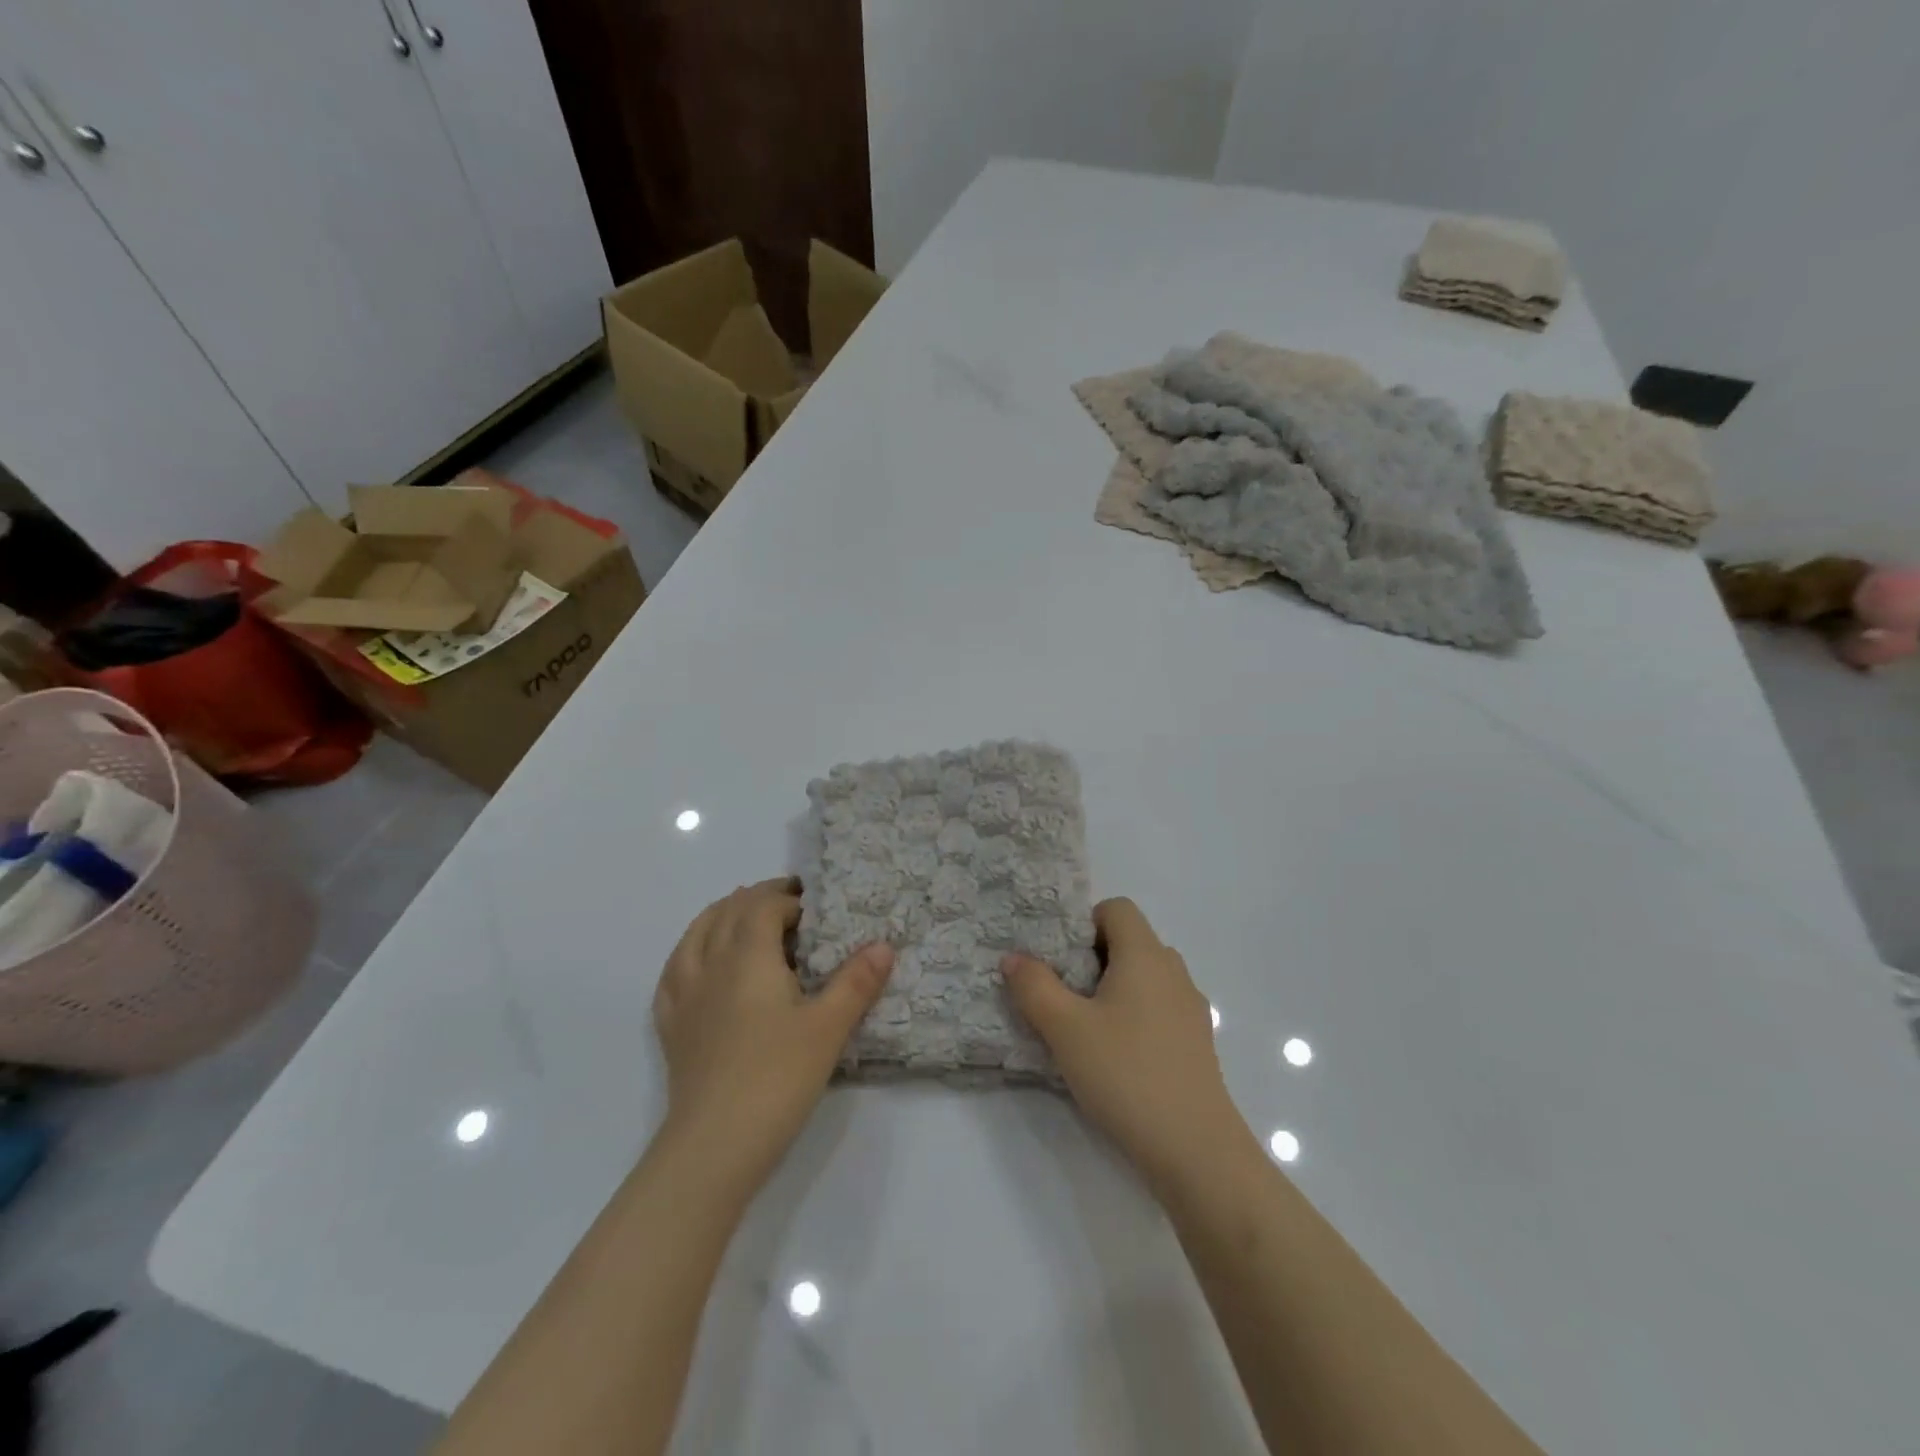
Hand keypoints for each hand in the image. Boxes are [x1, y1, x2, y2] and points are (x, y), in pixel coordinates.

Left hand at [652, 878, 893, 1199]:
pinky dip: (690, 951)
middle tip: (788, 905)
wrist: (714, 1146)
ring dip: (720, 915)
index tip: (815, 907)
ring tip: (742, 916)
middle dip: (757, 898)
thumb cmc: (777, 1077)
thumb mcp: (829, 1027)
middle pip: (728, 911)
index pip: (763, 906)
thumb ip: (856, 982)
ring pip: (696, 934)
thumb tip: (884, 945)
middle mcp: (711, 964)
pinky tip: (700, 963)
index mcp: (748, 956)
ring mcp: (685, 995)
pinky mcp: (672, 1026)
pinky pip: (674, 971)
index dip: (789, 899)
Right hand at [1004, 898, 1250, 1193]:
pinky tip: (1117, 1056)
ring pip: (1145, 977)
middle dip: (1093, 958)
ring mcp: (1190, 1007)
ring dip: (1114, 989)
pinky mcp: (1197, 1042)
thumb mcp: (1065, 1029)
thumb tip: (1013, 957)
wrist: (1196, 1149)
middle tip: (1063, 993)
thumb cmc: (1126, 1074)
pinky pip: (1159, 1008)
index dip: (1084, 923)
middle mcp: (1173, 971)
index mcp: (1145, 955)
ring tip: (1086, 1027)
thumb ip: (1034, 986)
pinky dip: (1135, 1015)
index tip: (1061, 959)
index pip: (1117, 908)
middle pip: (1130, 941)